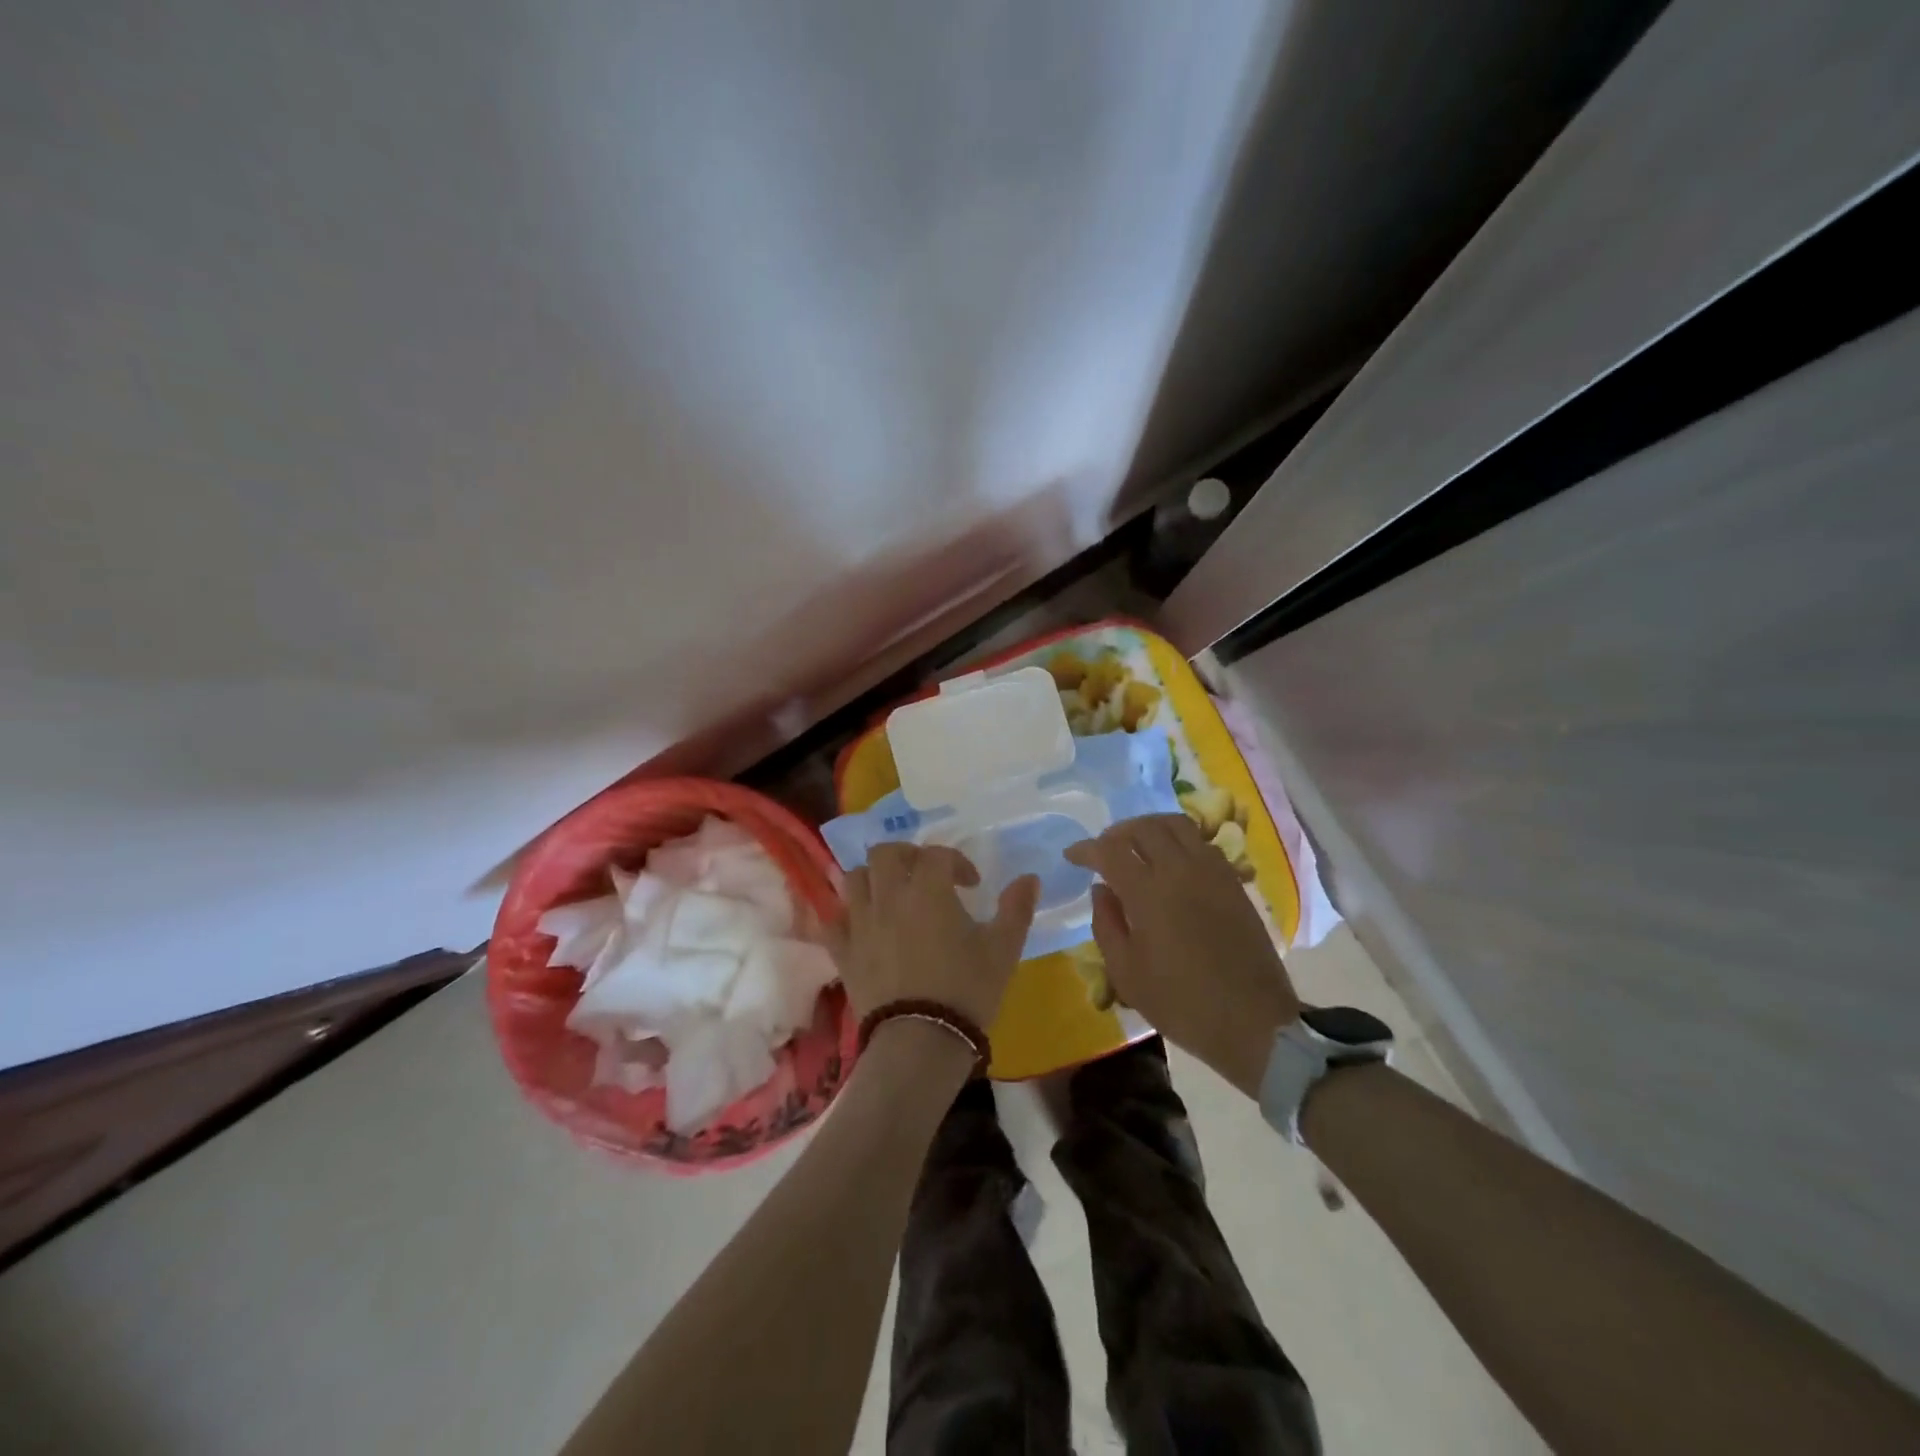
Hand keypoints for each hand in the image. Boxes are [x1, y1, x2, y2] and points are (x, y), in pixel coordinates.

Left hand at [828, 844, 1039, 1028]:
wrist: (921, 1041)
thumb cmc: (966, 990)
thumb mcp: (1003, 949)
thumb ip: (1017, 909)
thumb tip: (1030, 878)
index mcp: (928, 889)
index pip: (937, 854)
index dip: (957, 862)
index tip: (972, 884)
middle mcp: (888, 897)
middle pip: (886, 853)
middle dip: (906, 856)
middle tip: (924, 875)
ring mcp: (860, 923)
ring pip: (854, 878)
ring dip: (874, 878)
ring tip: (892, 895)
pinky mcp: (843, 952)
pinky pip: (834, 921)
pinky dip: (847, 916)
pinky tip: (863, 926)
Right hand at [1065, 814, 1300, 1096]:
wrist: (1253, 1021)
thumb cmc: (1181, 1003)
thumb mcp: (1126, 973)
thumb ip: (1106, 924)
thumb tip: (1101, 889)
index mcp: (1148, 892)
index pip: (1110, 851)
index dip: (1086, 849)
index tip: (1072, 856)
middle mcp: (1180, 870)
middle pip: (1144, 828)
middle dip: (1117, 833)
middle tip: (1104, 850)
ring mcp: (1212, 872)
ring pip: (1177, 825)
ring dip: (1149, 828)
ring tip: (1137, 846)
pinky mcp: (1233, 882)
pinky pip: (1202, 843)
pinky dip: (1179, 841)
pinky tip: (1172, 862)